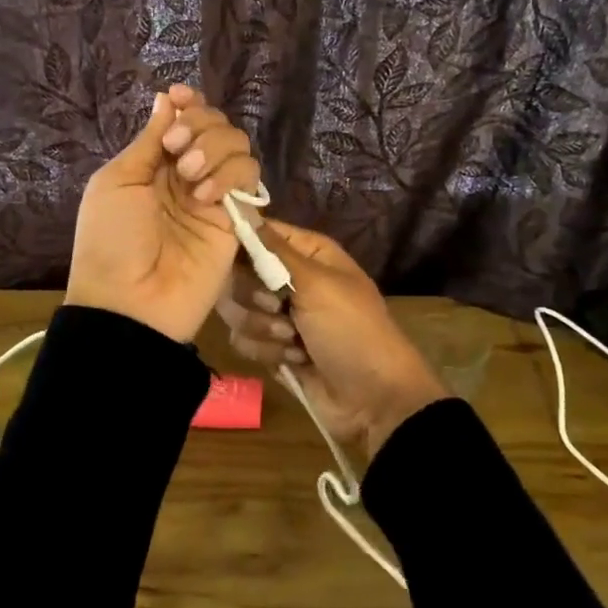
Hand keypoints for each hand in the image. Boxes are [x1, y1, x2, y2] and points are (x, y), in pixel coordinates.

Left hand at [65, 85, 261, 342]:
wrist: (130, 302)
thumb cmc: (110, 240)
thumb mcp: (117, 181)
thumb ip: (148, 141)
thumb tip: (166, 100)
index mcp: (154, 163)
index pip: (184, 119)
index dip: (188, 103)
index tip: (181, 98)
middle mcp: (188, 174)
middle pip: (215, 125)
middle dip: (199, 124)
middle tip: (176, 147)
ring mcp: (214, 196)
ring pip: (238, 146)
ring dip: (215, 148)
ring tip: (190, 176)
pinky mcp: (237, 219)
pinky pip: (249, 179)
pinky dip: (230, 175)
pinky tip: (206, 196)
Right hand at [216, 221, 446, 456]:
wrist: (373, 399)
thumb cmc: (350, 328)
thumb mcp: (316, 282)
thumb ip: (273, 249)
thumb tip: (240, 207)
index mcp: (306, 252)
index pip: (256, 233)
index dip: (241, 245)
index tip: (235, 261)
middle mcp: (289, 278)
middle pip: (238, 273)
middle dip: (254, 296)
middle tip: (279, 308)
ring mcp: (278, 314)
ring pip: (237, 309)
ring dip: (263, 328)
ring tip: (293, 341)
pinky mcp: (271, 347)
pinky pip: (243, 340)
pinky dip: (267, 352)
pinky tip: (294, 360)